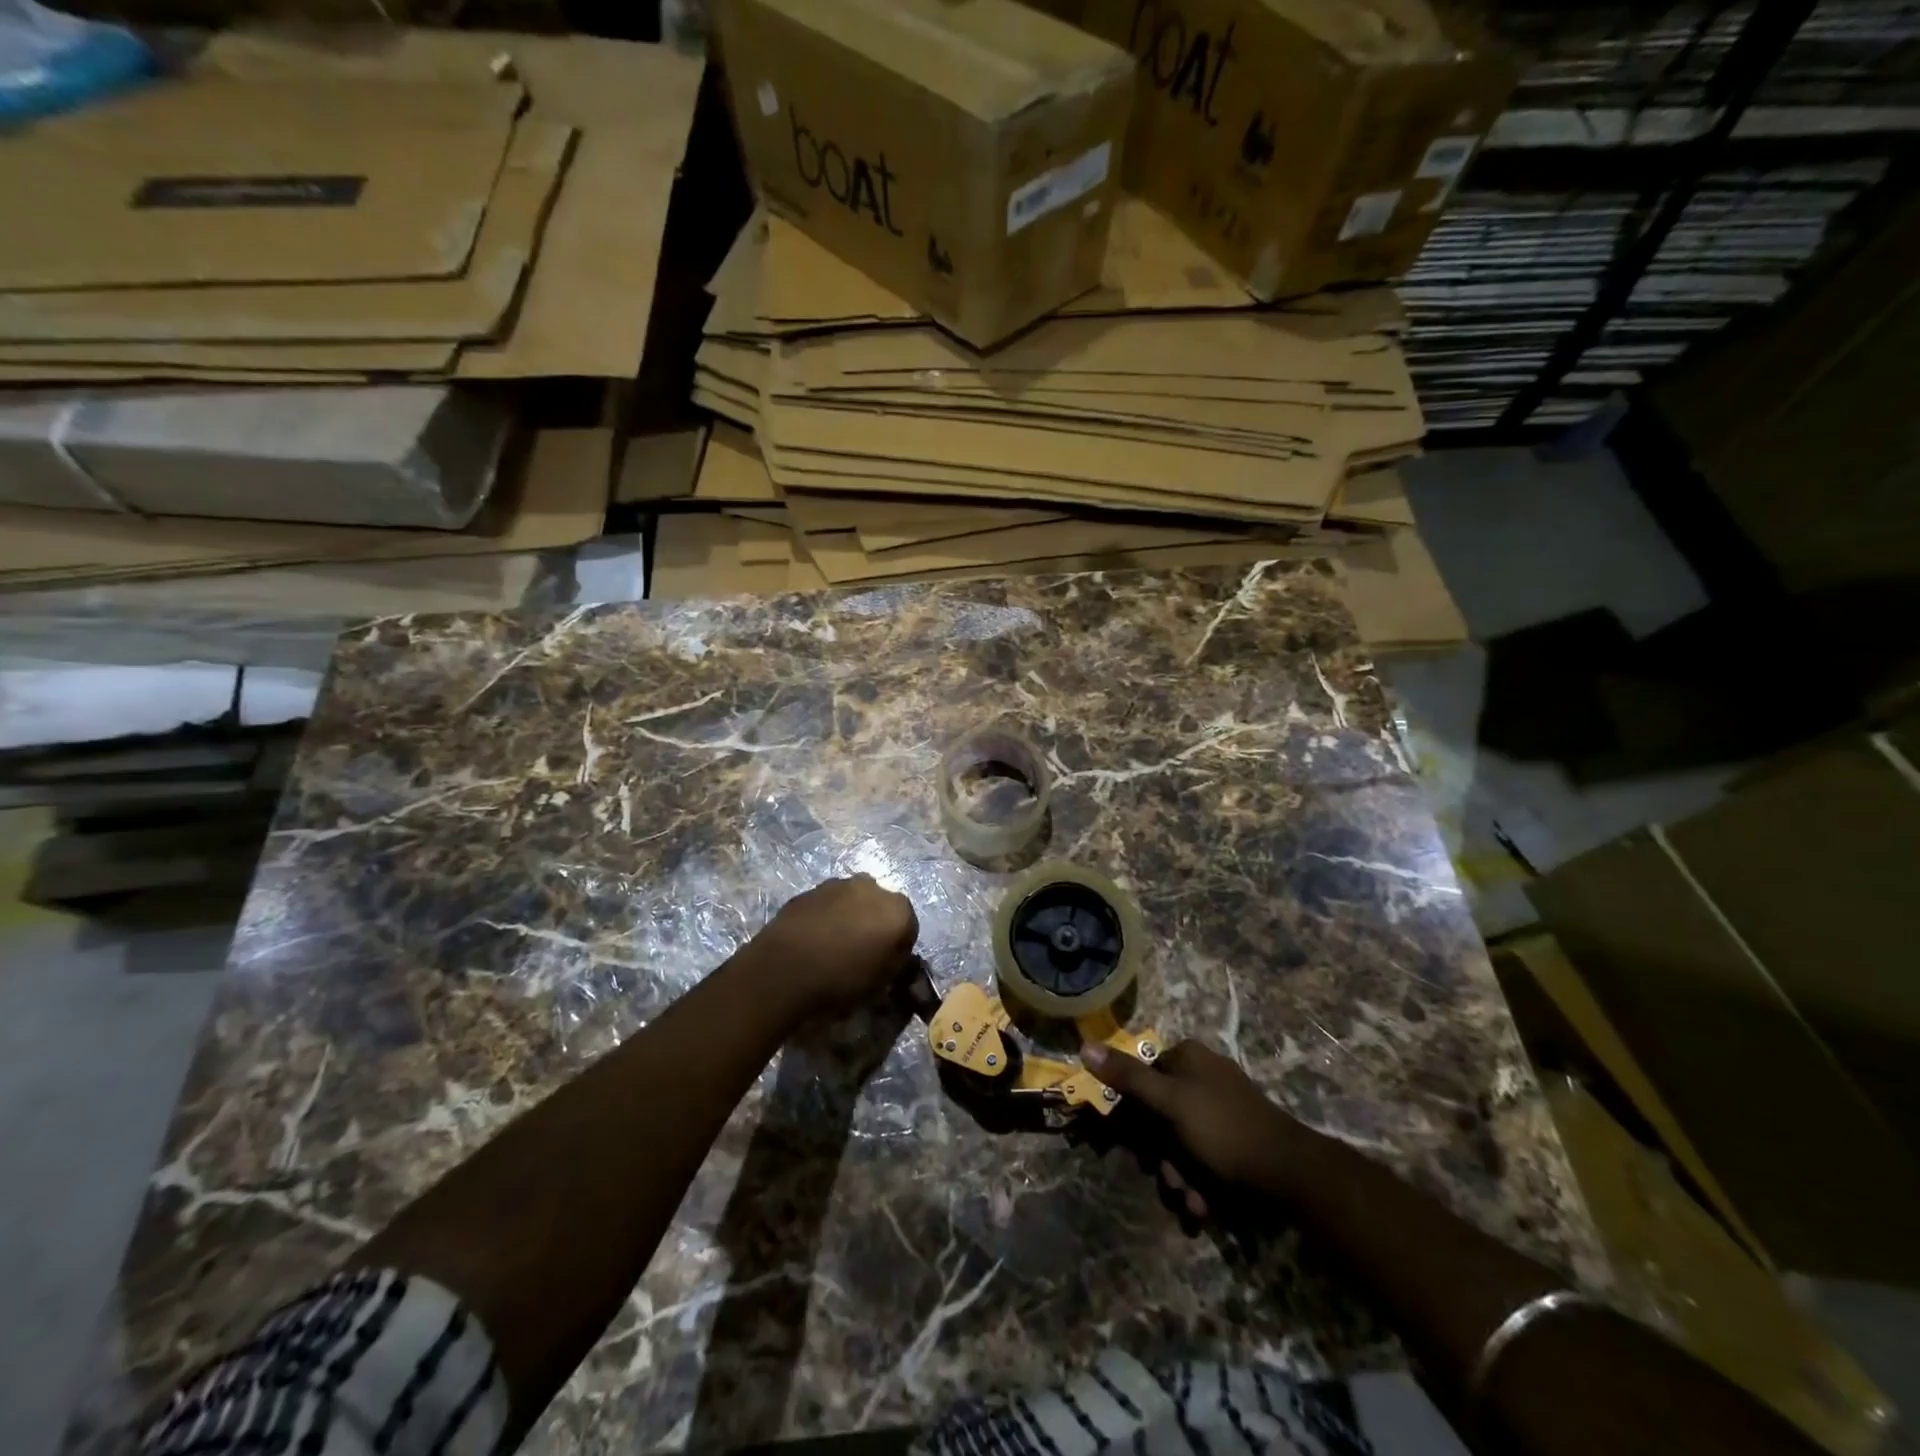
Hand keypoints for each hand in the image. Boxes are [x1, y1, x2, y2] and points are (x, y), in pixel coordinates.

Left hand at [755, 875, 918, 1016]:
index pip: (909, 927)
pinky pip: (828, 903)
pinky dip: (827, 915)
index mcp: (898, 910)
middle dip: (875, 923)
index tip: (885, 964)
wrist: (784, 969)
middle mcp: (873, 888)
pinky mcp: (811, 888)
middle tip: (861, 951)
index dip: (898, 946)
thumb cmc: (841, 979)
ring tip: (834, 944)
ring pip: (854, 900)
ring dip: (851, 915)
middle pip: (881, 906)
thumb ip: (896, 962)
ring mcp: (839, 884)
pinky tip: (814, 937)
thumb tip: (896, 954)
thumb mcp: (881, 982)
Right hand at [1082, 1039, 1307, 1217]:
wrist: (1291, 1175)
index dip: (1134, 1113)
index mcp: (1188, 1057)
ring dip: (1179, 1175)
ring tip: (1192, 1199)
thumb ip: (1128, 1077)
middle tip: (1168, 1178)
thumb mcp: (1169, 1102)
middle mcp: (1203, 1076)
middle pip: (1159, 1115)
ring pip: (1180, 1142)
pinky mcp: (1236, 1138)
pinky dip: (1201, 1181)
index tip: (1135, 1144)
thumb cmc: (1224, 1129)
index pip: (1143, 1077)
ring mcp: (1221, 1107)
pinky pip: (1204, 1156)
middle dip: (1160, 1155)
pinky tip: (1206, 1204)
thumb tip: (1085, 1046)